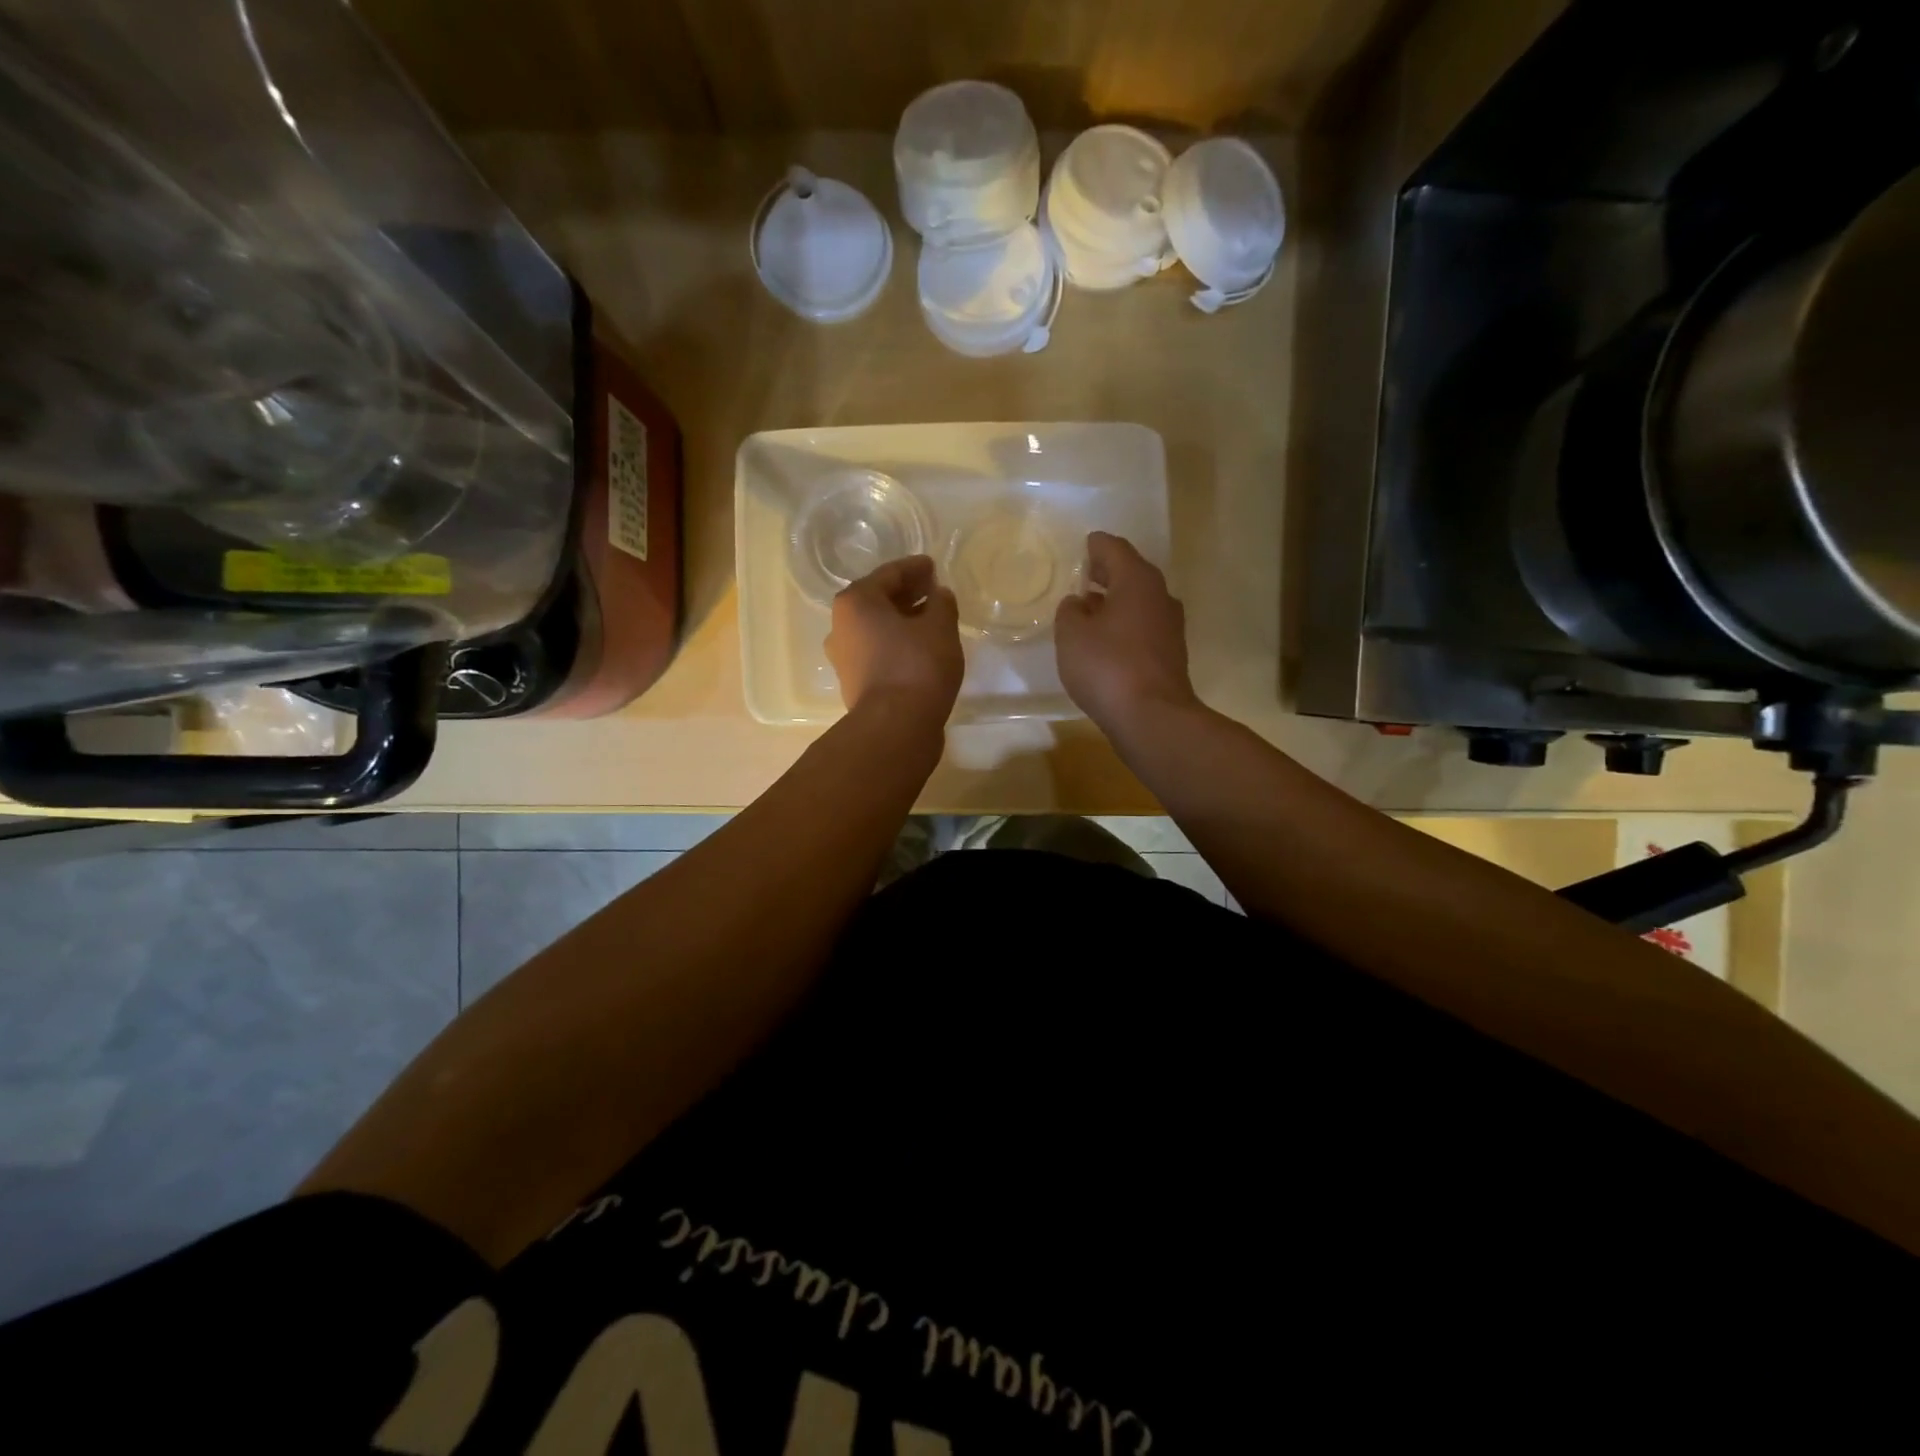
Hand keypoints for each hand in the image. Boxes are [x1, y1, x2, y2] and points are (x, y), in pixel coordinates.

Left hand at [826, 555, 963, 725]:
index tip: (933, 566)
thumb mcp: (940, 627)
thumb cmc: (917, 665)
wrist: (896, 726)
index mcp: (855, 602)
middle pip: (877, 601)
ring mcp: (843, 658)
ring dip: (901, 621)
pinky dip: (897, 644)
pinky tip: (920, 648)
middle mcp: (840, 626)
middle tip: (933, 591)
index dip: (914, 568)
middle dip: (906, 594)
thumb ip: (941, 603)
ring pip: (876, 628)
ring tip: (931, 620)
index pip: (889, 574)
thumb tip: (938, 595)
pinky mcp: (854, 683)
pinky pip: (878, 651)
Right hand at [1055, 531, 1197, 735]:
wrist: (1152, 717)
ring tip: (1087, 612)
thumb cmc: (1107, 666)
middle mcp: (1160, 596)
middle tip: (1081, 577)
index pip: (1113, 548)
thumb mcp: (1072, 634)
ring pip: (1138, 603)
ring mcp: (1170, 627)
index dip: (1094, 546)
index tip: (1081, 547)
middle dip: (1106, 574)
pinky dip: (1124, 627)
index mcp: (1137, 580)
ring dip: (1115, 603)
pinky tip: (1105, 642)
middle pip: (1130, 574)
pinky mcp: (1170, 655)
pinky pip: (1142, 628)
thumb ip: (1070, 612)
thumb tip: (1079, 604)